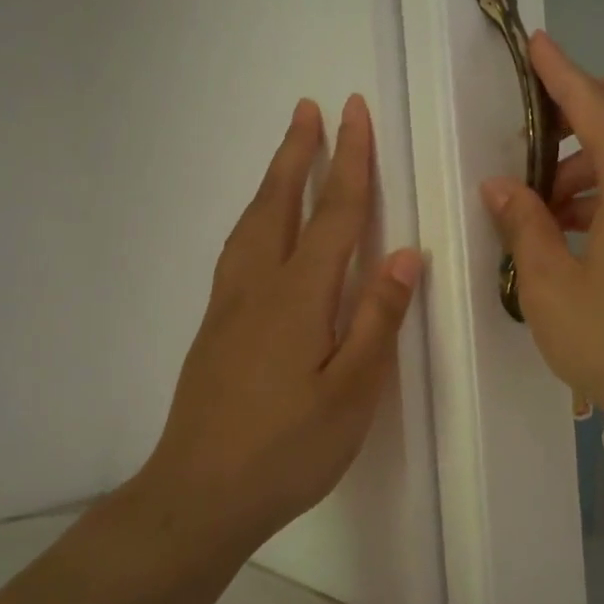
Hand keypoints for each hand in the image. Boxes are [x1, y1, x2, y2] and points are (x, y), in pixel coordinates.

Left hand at [138, 95, 420, 550]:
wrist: (200, 494)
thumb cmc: (289, 448)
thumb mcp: (352, 392)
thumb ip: (378, 320)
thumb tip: (404, 256)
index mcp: (299, 298)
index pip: (332, 215)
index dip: (348, 162)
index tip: (354, 113)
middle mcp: (258, 287)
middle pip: (279, 205)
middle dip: (299, 154)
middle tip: (310, 109)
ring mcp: (228, 307)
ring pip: (250, 224)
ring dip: (272, 181)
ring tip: (286, 153)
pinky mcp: (214, 329)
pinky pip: (236, 251)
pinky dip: (253, 219)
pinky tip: (258, 230)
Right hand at [479, 33, 603, 449]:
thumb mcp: (552, 288)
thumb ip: (524, 226)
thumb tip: (501, 187)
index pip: (595, 102)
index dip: (560, 71)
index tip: (534, 44)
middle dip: (590, 99)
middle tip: (541, 136)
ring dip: (600, 149)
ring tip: (549, 203)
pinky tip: (581, 227)